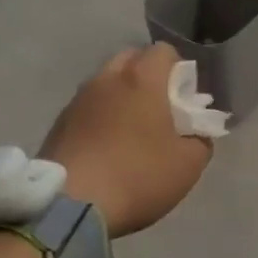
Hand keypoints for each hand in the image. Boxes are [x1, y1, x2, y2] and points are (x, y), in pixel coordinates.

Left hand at [39, 44, 212, 237]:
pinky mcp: (57, 124)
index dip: (178, 69)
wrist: (68, 207)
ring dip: (120, 96)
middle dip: (147, 76)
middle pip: (131, 59)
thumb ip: (200, 140)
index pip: (164, 50)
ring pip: (105, 83)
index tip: (183, 98)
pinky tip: (105, 148)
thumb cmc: (137, 175)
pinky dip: (99, 118)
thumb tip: (194, 134)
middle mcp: (107, 79)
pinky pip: (86, 108)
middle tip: (158, 109)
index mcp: (142, 79)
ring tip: (129, 131)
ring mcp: (78, 100)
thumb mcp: (188, 164)